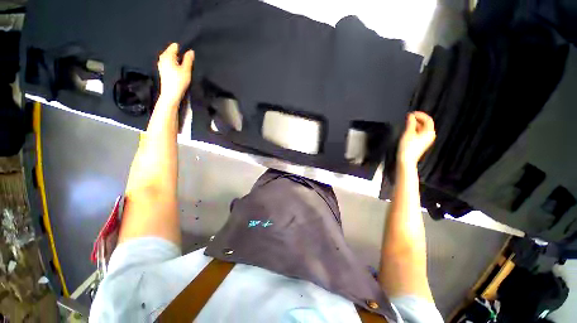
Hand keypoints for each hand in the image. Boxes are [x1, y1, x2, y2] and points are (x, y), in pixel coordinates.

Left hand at [157, 43, 194, 105]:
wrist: (171, 94)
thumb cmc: (179, 81)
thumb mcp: (186, 70)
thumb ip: (188, 59)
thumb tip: (191, 51)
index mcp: (167, 55)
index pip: (175, 46)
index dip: (183, 50)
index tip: (188, 58)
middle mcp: (162, 57)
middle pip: (173, 52)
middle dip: (180, 56)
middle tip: (187, 64)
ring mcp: (161, 64)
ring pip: (171, 58)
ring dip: (178, 62)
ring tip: (184, 69)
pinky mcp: (163, 70)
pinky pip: (170, 63)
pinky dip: (175, 66)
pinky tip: (179, 73)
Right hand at [397, 111, 435, 165]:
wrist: (406, 159)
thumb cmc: (408, 147)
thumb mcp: (408, 133)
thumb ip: (410, 122)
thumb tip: (410, 116)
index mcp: (429, 132)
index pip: (427, 119)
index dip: (420, 115)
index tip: (411, 113)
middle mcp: (429, 135)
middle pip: (425, 124)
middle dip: (417, 119)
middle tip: (408, 117)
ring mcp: (425, 140)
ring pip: (421, 128)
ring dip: (415, 124)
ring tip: (406, 123)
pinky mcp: (420, 143)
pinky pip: (419, 133)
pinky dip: (414, 129)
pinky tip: (407, 130)